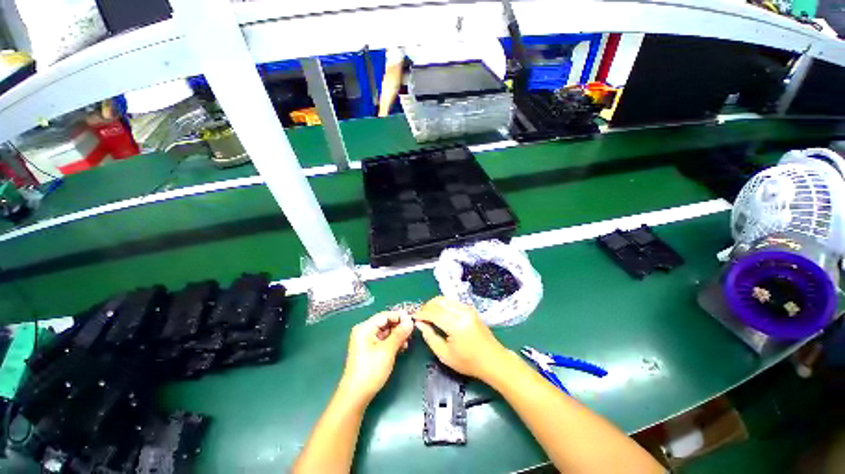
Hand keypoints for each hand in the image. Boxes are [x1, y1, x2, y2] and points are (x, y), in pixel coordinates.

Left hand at [339, 311, 413, 403]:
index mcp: (365, 328)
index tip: (412, 321)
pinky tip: (402, 348)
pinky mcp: (369, 350)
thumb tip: (410, 321)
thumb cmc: (371, 370)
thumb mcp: (388, 350)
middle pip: (385, 323)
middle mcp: (365, 331)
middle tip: (412, 333)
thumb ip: (400, 333)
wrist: (356, 396)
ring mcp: (366, 341)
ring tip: (408, 342)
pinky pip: (384, 341)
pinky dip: (393, 343)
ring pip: (386, 332)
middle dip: (399, 327)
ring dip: (398, 335)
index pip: (385, 315)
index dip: (399, 316)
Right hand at [414, 296, 509, 380]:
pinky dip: (443, 305)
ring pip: (445, 299)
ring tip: (428, 314)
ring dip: (434, 304)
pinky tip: (439, 313)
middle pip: (439, 302)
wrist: (493, 360)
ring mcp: (468, 309)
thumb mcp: (445, 355)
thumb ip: (430, 337)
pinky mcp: (470, 309)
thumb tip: (420, 324)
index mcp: (456, 325)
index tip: (414, 317)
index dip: (422, 314)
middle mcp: (462, 312)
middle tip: (420, 316)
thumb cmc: (468, 362)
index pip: (434, 313)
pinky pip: (452, 302)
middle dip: (427, 306)